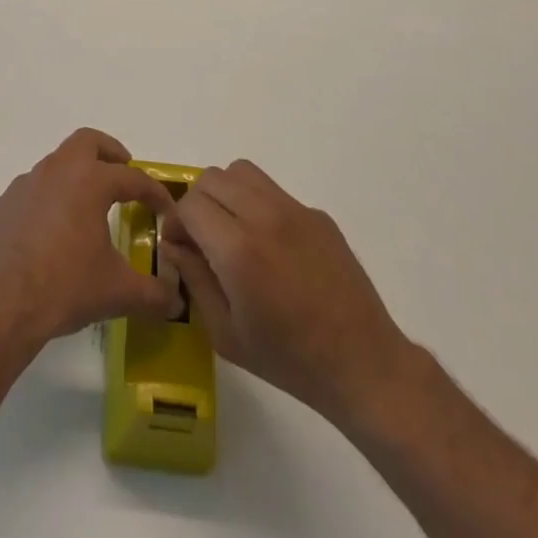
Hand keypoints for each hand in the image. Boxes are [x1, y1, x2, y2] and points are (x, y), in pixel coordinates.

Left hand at [0, 129, 179, 349]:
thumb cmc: (65, 287)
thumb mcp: (117, 293)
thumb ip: (153, 294)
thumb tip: (177, 302)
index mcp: (89, 182)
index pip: (132, 177)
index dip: (154, 192)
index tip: (165, 209)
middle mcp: (55, 172)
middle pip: (87, 141)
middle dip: (109, 152)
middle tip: (122, 172)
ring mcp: (22, 186)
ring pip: (53, 166)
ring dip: (73, 179)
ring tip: (84, 210)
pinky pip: (27, 196)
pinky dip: (43, 205)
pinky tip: (45, 236)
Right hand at [162, 160, 415, 429]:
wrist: (363, 364)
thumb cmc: (289, 360)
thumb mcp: (226, 334)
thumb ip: (194, 280)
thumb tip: (174, 245)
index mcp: (238, 250)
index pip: (190, 204)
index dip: (176, 222)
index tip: (179, 246)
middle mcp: (264, 217)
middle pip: (212, 178)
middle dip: (197, 204)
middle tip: (202, 238)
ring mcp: (295, 210)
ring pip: (242, 172)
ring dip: (226, 194)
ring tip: (232, 231)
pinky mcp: (317, 214)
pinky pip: (273, 191)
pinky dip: (258, 205)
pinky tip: (271, 246)